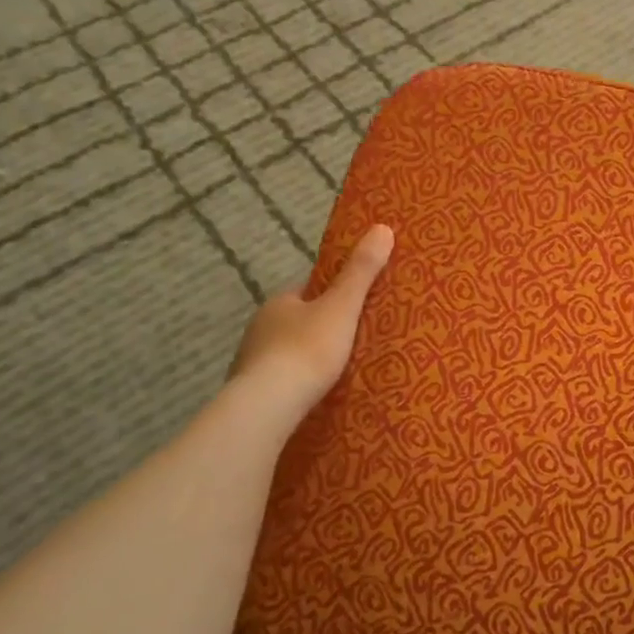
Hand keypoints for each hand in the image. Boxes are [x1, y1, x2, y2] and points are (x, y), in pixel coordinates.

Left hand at [231, 224, 393, 408]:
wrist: (268, 406)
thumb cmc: (307, 349)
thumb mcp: (342, 307)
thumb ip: (361, 271)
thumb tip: (382, 227)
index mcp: (280, 303)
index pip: (308, 291)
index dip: (331, 296)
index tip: (353, 306)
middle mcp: (259, 328)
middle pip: (296, 323)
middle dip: (319, 330)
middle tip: (352, 343)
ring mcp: (250, 363)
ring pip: (285, 354)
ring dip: (305, 361)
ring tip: (336, 374)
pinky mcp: (251, 395)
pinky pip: (278, 383)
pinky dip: (294, 386)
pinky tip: (313, 398)